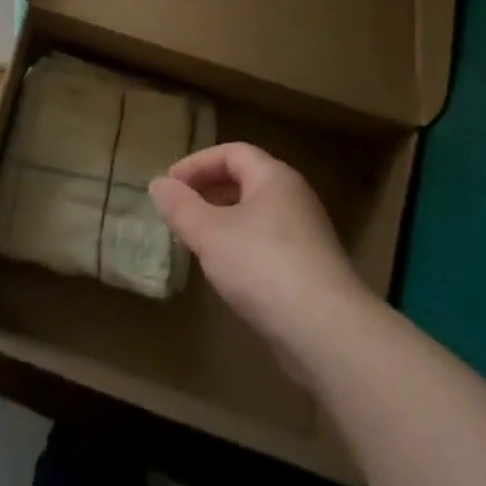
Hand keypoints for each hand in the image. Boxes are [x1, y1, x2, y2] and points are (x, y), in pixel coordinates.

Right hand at [150, 142, 368, 366]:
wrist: (328, 332)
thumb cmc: (263, 266)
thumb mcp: (210, 233)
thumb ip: (181, 207)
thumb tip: (158, 184)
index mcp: (273, 177)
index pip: (232, 152)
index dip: (197, 163)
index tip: (170, 185)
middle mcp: (294, 198)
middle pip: (246, 180)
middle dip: (209, 190)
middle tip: (180, 210)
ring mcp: (306, 235)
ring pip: (256, 214)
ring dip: (224, 220)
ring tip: (197, 240)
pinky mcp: (311, 270)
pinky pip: (268, 243)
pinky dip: (242, 246)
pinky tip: (227, 272)